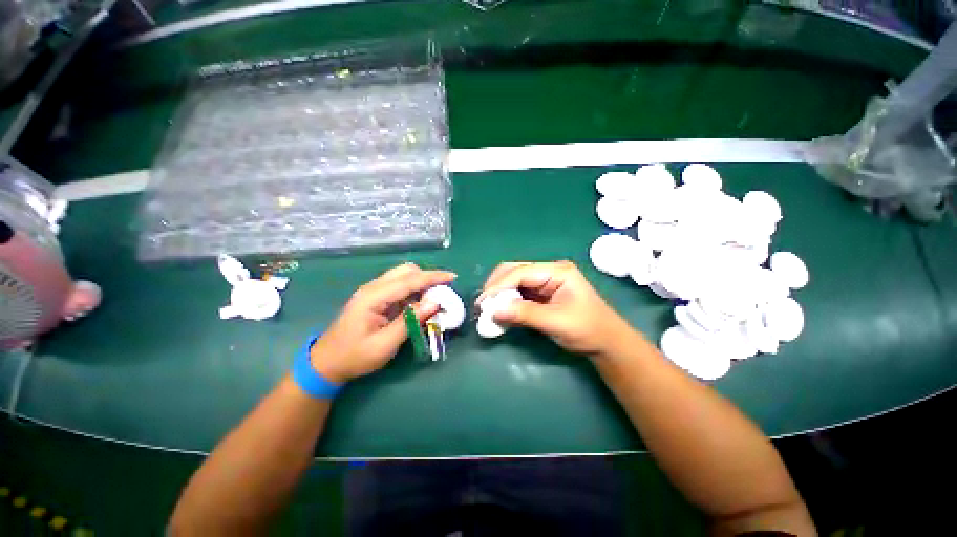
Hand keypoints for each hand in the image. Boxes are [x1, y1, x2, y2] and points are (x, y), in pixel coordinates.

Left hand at [310, 263, 455, 382]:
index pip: (409, 280)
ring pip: (403, 276)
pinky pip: (400, 287)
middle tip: (443, 291)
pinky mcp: (376, 297)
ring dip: (421, 284)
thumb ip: (410, 321)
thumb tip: (435, 303)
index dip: (433, 277)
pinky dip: (414, 291)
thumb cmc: (355, 356)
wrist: (327, 363)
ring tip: (435, 298)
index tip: (453, 277)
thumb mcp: (385, 344)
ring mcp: (373, 291)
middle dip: (427, 277)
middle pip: (406, 271)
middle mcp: (373, 287)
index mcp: (373, 296)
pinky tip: (420, 303)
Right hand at [478, 261, 634, 357]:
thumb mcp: (556, 322)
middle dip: (496, 286)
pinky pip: (518, 292)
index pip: (521, 273)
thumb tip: (493, 311)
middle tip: (482, 305)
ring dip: (499, 294)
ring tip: (488, 309)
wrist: (607, 342)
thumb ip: (524, 314)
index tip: (483, 303)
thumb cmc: (588, 330)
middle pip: (514, 271)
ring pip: (513, 281)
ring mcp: (544, 281)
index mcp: (557, 271)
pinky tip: (500, 311)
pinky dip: (507, 301)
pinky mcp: (541, 293)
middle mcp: (548, 271)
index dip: (499, 286)